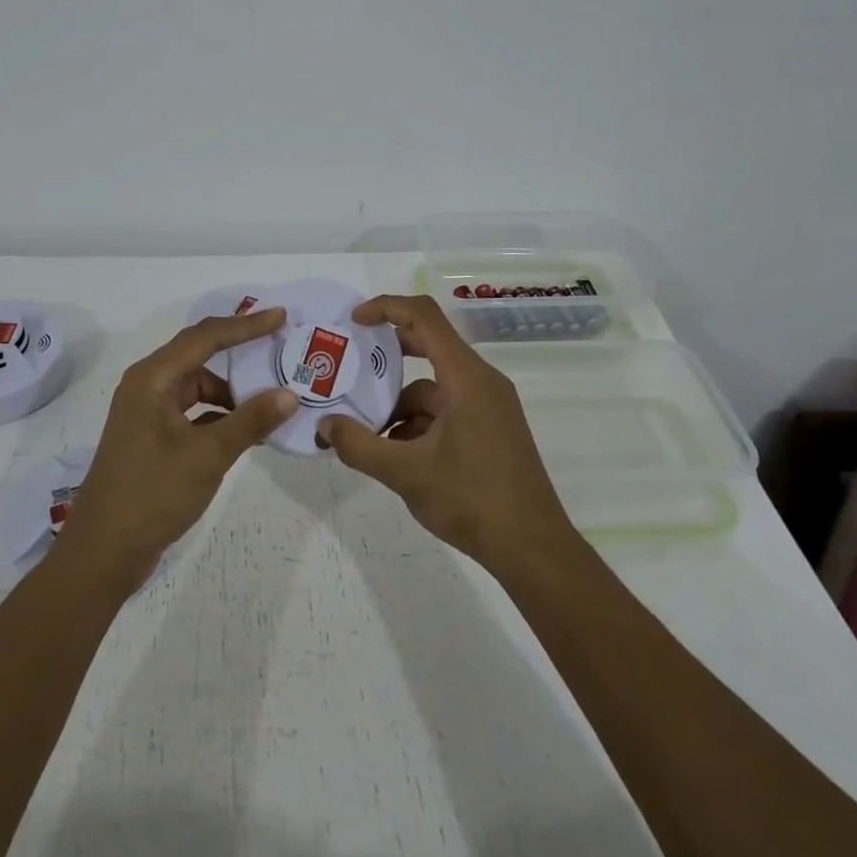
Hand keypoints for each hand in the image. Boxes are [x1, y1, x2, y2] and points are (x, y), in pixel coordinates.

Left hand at [52, 309, 298, 586]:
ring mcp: (147, 412)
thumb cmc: (152, 494)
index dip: (245, 325)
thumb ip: (250, 421)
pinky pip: (193, 410)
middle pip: (199, 354)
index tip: (281, 317)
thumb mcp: (208, 455)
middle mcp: (147, 385)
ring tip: (271, 398)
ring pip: (198, 386)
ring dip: (231, 390)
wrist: (104, 552)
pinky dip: (220, 414)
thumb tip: (290, 395)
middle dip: (239, 349)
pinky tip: (247, 429)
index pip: (205, 337)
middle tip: (279, 345)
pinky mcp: (152, 436)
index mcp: (152, 378)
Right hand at [317, 295, 575, 574]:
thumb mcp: (405, 473)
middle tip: (350, 367)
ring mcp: (489, 406)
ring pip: (433, 388)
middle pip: (429, 346)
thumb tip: (324, 427)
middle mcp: (482, 381)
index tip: (353, 321)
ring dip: (399, 406)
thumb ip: (359, 446)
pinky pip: (446, 410)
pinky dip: (418, 424)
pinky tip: (397, 456)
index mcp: (466, 377)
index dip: (386, 308)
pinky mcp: (490, 428)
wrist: (532, 549)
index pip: (424, 317)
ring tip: (368, 435)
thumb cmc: (472, 500)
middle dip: (388, 357)